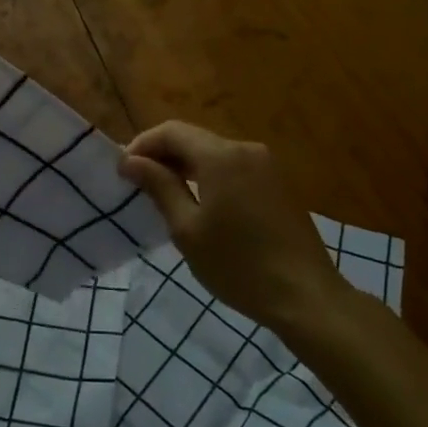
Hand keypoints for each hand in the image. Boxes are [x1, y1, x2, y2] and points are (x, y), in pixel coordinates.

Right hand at [119, 122, 344, 326]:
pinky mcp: (277, 182)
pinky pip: (233, 166)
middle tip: (137, 183)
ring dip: (184, 166)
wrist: (305, 295)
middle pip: (193, 138)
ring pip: (213, 152)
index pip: (171, 131)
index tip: (122, 171)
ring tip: (162, 193)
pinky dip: (208, 175)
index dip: (142, 145)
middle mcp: (245, 149)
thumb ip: (159, 187)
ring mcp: (266, 165)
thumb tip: (130, 161)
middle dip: (162, 155)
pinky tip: (199, 202)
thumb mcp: (187, 229)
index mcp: (221, 156)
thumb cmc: (238, 266)